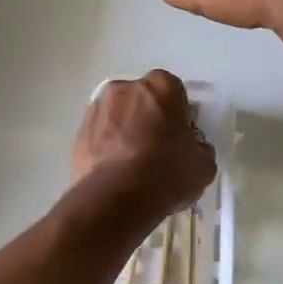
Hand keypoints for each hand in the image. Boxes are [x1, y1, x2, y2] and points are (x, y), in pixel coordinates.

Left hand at [70, 70, 214, 219]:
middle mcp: (126, 88)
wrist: (117, 197)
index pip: (174, 93)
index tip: (180, 137)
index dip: (178, 115)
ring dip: (124, 131)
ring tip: (131, 163)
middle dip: (148, 118)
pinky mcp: (78, 132)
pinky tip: (114, 172)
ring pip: (117, 116)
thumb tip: (193, 148)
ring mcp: (97, 108)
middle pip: (142, 100)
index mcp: (161, 86)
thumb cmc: (167, 173)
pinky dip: (105, 147)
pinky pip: (99, 136)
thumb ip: (199, 148)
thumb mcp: (203, 165)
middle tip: (156, 149)